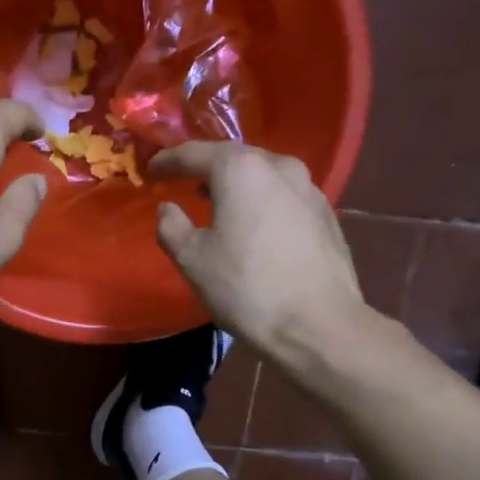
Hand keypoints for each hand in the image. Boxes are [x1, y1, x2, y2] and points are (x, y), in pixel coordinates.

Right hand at [150, 141, 367, 356]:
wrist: (319, 326)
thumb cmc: (247, 288)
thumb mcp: (192, 259)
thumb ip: (171, 226)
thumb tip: (168, 208)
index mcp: (241, 170)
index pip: (195, 153)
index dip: (169, 160)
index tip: (152, 170)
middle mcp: (279, 166)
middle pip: (234, 158)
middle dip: (207, 168)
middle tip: (184, 181)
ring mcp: (310, 189)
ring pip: (264, 175)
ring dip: (238, 185)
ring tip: (218, 202)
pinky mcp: (327, 215)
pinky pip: (284, 197)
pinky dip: (263, 202)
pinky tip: (255, 224)